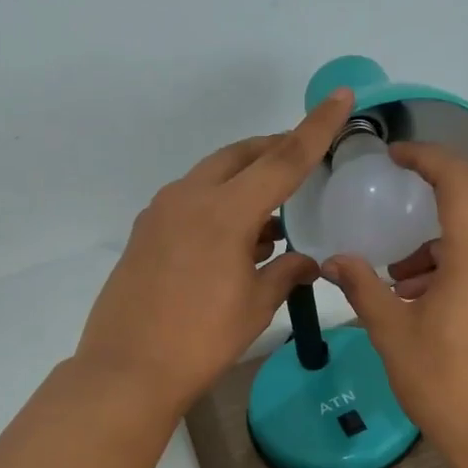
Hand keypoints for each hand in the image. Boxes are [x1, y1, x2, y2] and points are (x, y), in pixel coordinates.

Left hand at [77, 89, 357, 414]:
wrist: (127, 370)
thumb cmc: (201, 341)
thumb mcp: (255, 307)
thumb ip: (286, 274)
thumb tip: (308, 262)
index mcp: (224, 211)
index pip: (283, 159)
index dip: (316, 128)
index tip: (340, 97)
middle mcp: (189, 198)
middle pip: (240, 156)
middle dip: (274, 150)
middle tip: (302, 159)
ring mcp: (160, 213)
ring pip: (212, 176)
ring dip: (245, 181)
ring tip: (273, 213)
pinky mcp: (145, 233)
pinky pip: (190, 201)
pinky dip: (219, 204)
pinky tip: (235, 238)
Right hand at [323, 143, 467, 456]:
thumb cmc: (444, 383)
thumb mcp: (392, 334)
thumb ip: (363, 288)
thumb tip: (334, 261)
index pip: (459, 179)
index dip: (427, 157)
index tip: (395, 155)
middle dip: (448, 180)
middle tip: (409, 191)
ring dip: (451, 229)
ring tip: (403, 272)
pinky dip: (465, 255)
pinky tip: (428, 295)